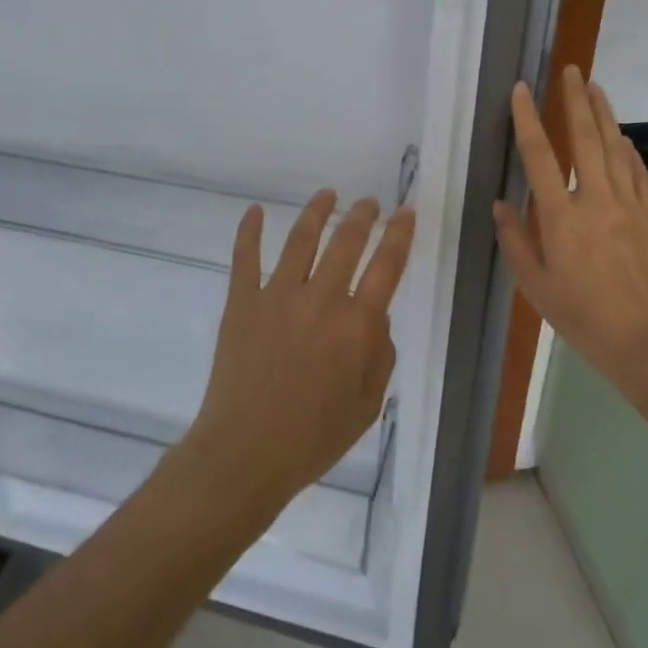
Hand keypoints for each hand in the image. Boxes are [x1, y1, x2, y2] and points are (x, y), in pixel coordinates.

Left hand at [182, 191, 415, 512]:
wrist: (246, 453)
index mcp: (356, 325)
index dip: (399, 234)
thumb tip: (376, 318)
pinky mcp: (242, 302)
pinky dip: (249, 230)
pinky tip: (254, 210)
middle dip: (362, 216)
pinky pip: (245, 257)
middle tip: (369, 202)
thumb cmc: (313, 438)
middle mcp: (321, 299)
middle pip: (346, 242)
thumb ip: (380, 355)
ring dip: (317, 212)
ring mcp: (277, 296)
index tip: (404, 212)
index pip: (386, 265)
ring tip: (328, 195)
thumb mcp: (368, 405)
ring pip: (301, 240)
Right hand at [494, 67, 647, 398]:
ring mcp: (628, 204)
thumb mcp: (533, 284)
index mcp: (560, 216)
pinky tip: (623, 137)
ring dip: (604, 115)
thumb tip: (502, 203)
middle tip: (570, 70)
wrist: (642, 337)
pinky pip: (639, 173)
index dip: (528, 119)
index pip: (540, 156)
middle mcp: (595, 200)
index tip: (522, 90)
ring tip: (595, 87)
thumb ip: (515, 239)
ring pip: (615, 148)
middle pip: (585, 139)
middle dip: (575, 101)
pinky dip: (629, 150)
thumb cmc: (579, 314)